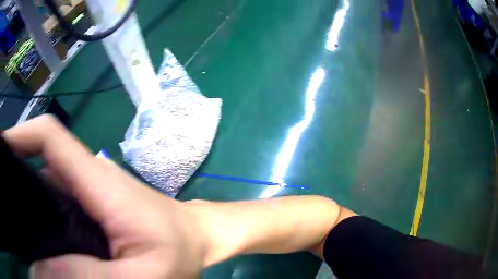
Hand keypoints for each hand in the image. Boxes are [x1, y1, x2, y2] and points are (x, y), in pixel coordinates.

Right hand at [4, 115, 205, 278]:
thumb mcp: (139, 275)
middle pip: (39, 163)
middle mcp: (86, 179)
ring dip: (28, 203)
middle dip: (16, 178)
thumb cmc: (179, 253)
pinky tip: (40, 239)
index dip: (20, 136)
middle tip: (8, 206)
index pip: (49, 138)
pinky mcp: (91, 207)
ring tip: (19, 228)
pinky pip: (57, 206)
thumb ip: (89, 274)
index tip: (1, 151)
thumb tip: (42, 269)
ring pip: (45, 186)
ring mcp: (87, 193)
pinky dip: (43, 217)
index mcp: (97, 182)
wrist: (198, 238)